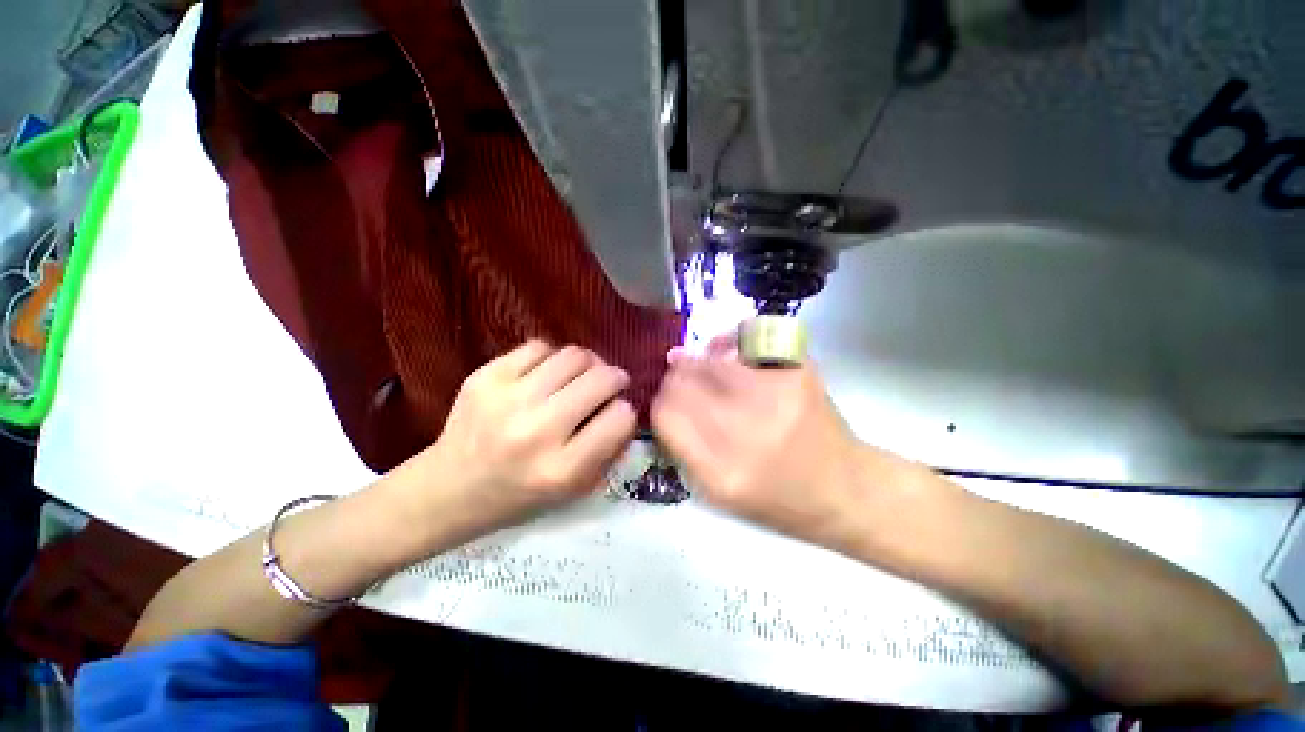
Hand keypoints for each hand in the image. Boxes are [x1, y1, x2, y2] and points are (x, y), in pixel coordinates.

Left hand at [405, 341, 637, 535]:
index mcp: (563, 469)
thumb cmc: (520, 495)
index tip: (617, 412)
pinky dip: (552, 358)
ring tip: (578, 377)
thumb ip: (609, 448)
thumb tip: (625, 404)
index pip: (621, 417)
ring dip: (587, 364)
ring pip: (574, 355)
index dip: (625, 411)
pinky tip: (545, 374)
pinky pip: (540, 346)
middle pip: (602, 379)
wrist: (448, 488)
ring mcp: (508, 399)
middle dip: (615, 378)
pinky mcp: (485, 376)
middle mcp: (537, 432)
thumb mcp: (574, 489)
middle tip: (609, 383)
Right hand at [651, 336, 869, 549]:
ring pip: (711, 360)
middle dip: (676, 377)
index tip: (666, 399)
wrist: (845, 489)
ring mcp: (775, 397)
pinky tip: (732, 356)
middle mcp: (747, 433)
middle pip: (684, 382)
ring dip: (700, 361)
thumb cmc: (777, 500)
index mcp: (721, 472)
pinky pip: (745, 343)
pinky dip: (730, 345)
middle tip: (682, 377)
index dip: (660, 401)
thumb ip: (684, 447)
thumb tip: (663, 396)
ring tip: (706, 365)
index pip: (665, 414)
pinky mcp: (797, 373)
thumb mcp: (719, 493)